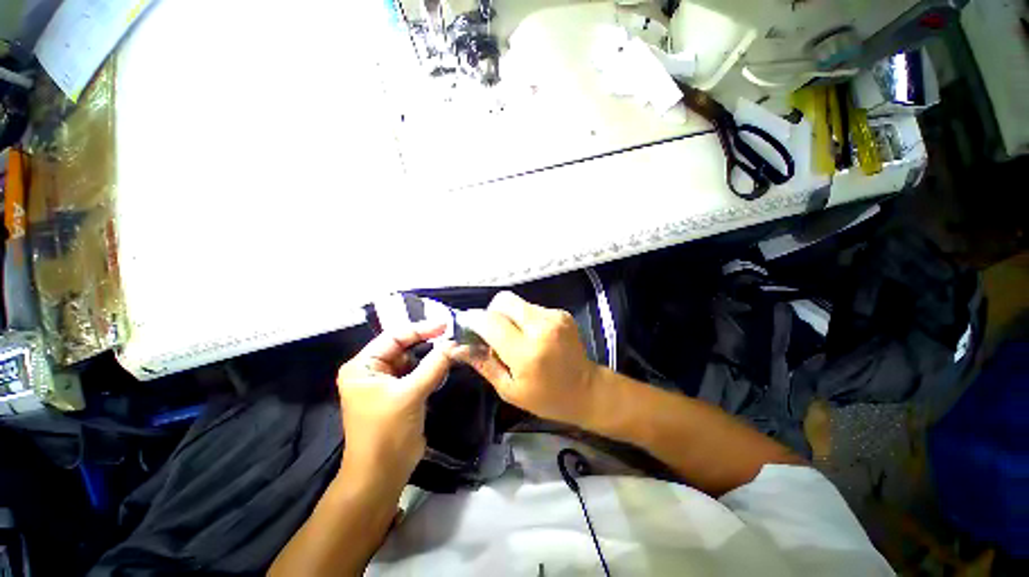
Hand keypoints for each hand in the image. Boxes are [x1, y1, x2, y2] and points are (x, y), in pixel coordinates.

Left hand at [336, 322, 454, 482]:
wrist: (382, 474)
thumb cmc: (387, 432)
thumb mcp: (410, 394)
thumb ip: (434, 365)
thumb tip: (455, 343)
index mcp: (363, 366)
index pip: (394, 336)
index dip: (420, 329)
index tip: (446, 324)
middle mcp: (372, 370)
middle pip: (403, 346)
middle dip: (427, 342)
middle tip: (453, 335)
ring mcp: (386, 382)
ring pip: (413, 359)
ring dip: (432, 356)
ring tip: (453, 349)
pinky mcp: (400, 393)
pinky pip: (418, 373)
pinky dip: (432, 369)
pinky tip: (445, 366)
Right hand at [453, 292, 601, 426]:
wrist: (587, 390)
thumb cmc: (546, 398)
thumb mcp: (509, 389)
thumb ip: (483, 363)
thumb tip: (456, 347)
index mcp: (526, 352)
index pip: (490, 321)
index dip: (474, 320)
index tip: (467, 326)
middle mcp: (541, 327)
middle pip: (503, 301)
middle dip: (491, 313)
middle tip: (491, 332)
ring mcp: (554, 317)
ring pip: (517, 302)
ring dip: (508, 316)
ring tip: (513, 337)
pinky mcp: (561, 313)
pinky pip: (531, 307)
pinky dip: (524, 318)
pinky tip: (530, 335)